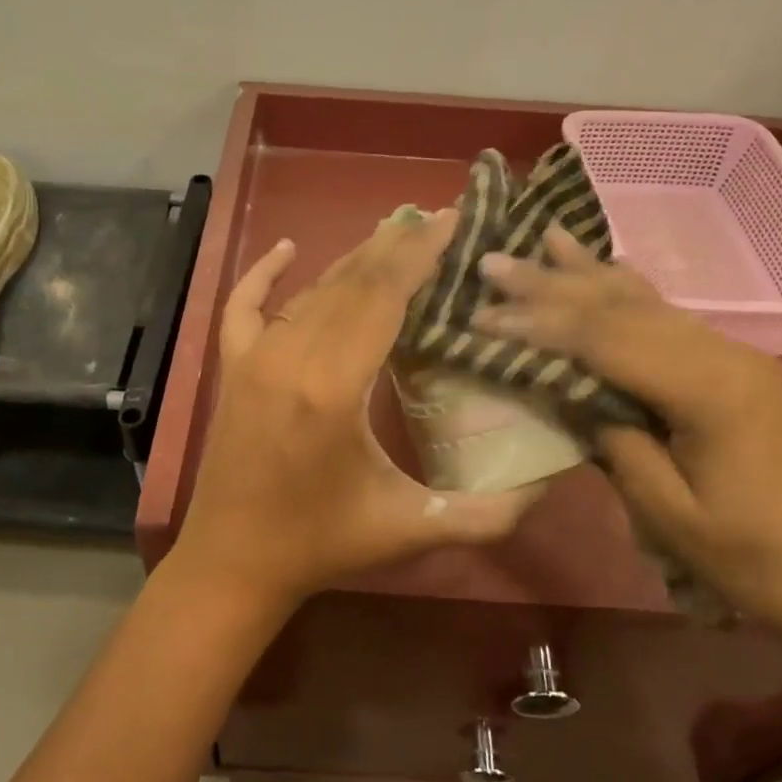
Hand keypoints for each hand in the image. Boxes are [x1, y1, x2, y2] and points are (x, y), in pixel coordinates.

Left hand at [171, 212, 536, 606]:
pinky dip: (263, 274)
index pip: (383, 296)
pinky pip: (243, 306)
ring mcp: (254, 358)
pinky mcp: (232, 369)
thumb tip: (549, 484)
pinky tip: (285, 249)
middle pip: (351, 282)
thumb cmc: (323, 544)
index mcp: (334, 386)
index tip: (453, 220)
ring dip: (354, 260)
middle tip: (438, 219)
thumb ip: (488, 514)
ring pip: (311, 290)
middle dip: (398, 246)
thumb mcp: (412, 529)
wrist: (234, 561)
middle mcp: (291, 356)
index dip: (420, 254)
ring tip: (395, 235)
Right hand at [476, 228, 781, 661]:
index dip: (540, 325)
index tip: (483, 314)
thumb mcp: (669, 513)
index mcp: (707, 391)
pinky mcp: (734, 367)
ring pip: (647, 302)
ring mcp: (733, 355)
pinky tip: (609, 265)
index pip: (605, 340)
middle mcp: (721, 354)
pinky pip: (669, 317)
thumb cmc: (751, 557)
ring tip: (544, 236)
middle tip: (494, 260)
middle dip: (552, 284)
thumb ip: (616, 444)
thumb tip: (575, 395)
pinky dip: (628, 290)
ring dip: (588, 273)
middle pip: (622, 308)